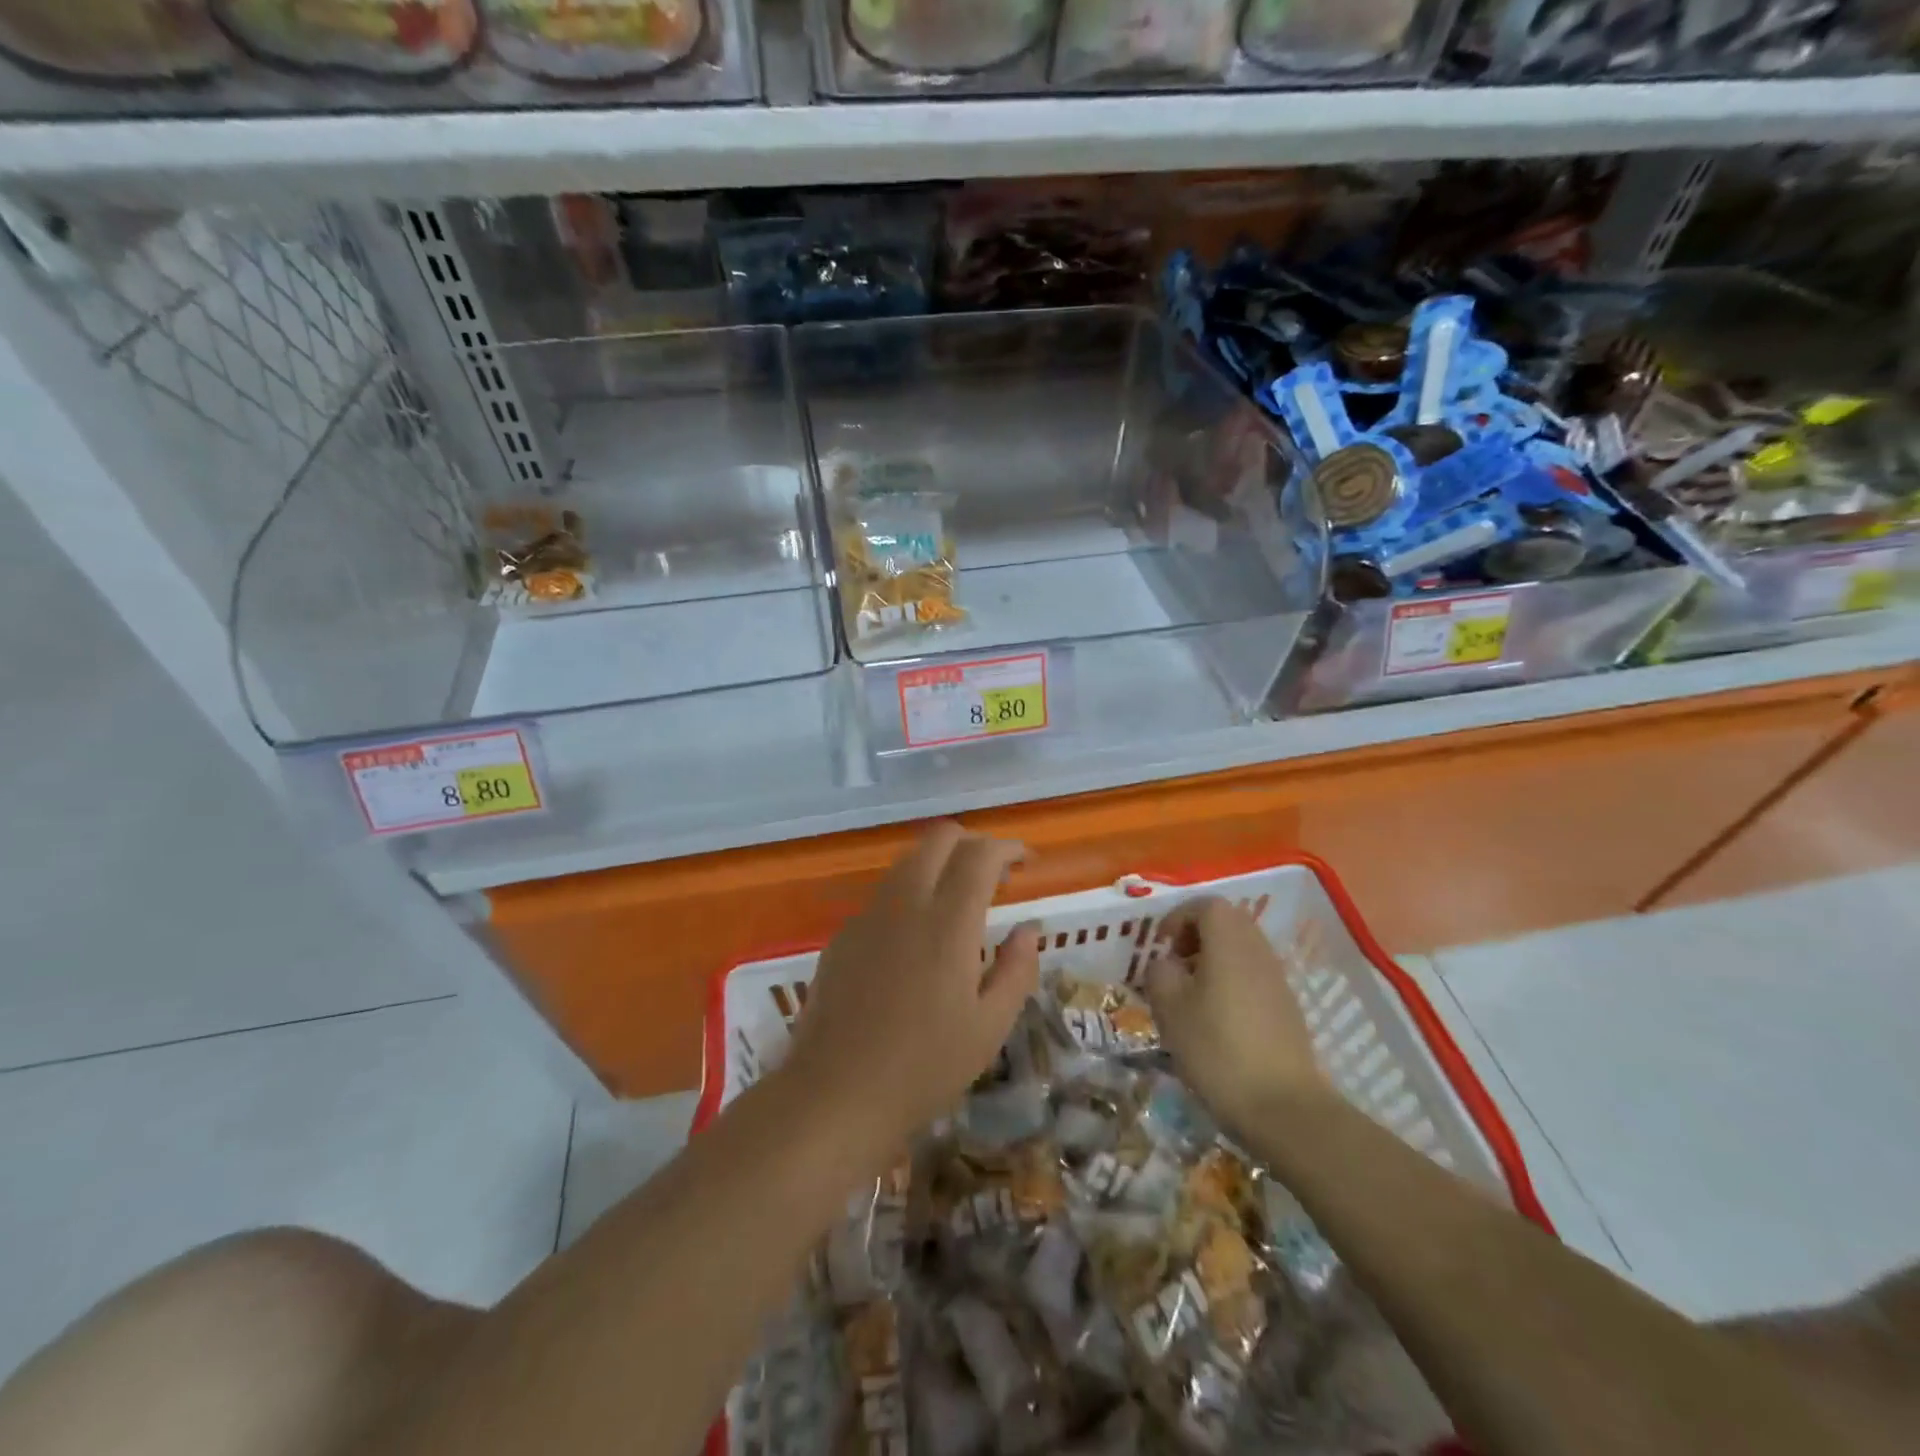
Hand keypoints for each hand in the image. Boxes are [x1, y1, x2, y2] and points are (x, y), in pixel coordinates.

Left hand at [783, 824, 1040, 1162]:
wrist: (836, 1094)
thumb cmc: (925, 1067)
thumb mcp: (989, 1026)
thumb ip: (1017, 968)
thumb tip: (1028, 928)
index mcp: (948, 922)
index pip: (980, 855)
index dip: (1007, 848)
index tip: (1025, 862)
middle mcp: (906, 904)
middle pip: (938, 838)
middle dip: (971, 842)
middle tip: (993, 873)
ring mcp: (868, 916)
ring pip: (907, 861)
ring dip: (938, 864)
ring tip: (958, 903)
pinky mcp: (843, 935)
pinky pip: (883, 895)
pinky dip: (910, 894)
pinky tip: (915, 940)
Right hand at [1142, 897, 1334, 1136]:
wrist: (1283, 1106)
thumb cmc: (1217, 1049)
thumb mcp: (1169, 1008)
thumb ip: (1160, 973)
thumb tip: (1165, 963)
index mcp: (1229, 942)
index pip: (1207, 905)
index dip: (1178, 917)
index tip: (1160, 944)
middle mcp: (1258, 951)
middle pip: (1228, 922)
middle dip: (1196, 934)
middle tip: (1174, 963)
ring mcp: (1277, 979)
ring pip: (1242, 949)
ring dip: (1213, 958)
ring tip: (1190, 993)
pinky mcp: (1287, 1008)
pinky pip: (1253, 975)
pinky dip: (1231, 981)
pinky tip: (1216, 1018)